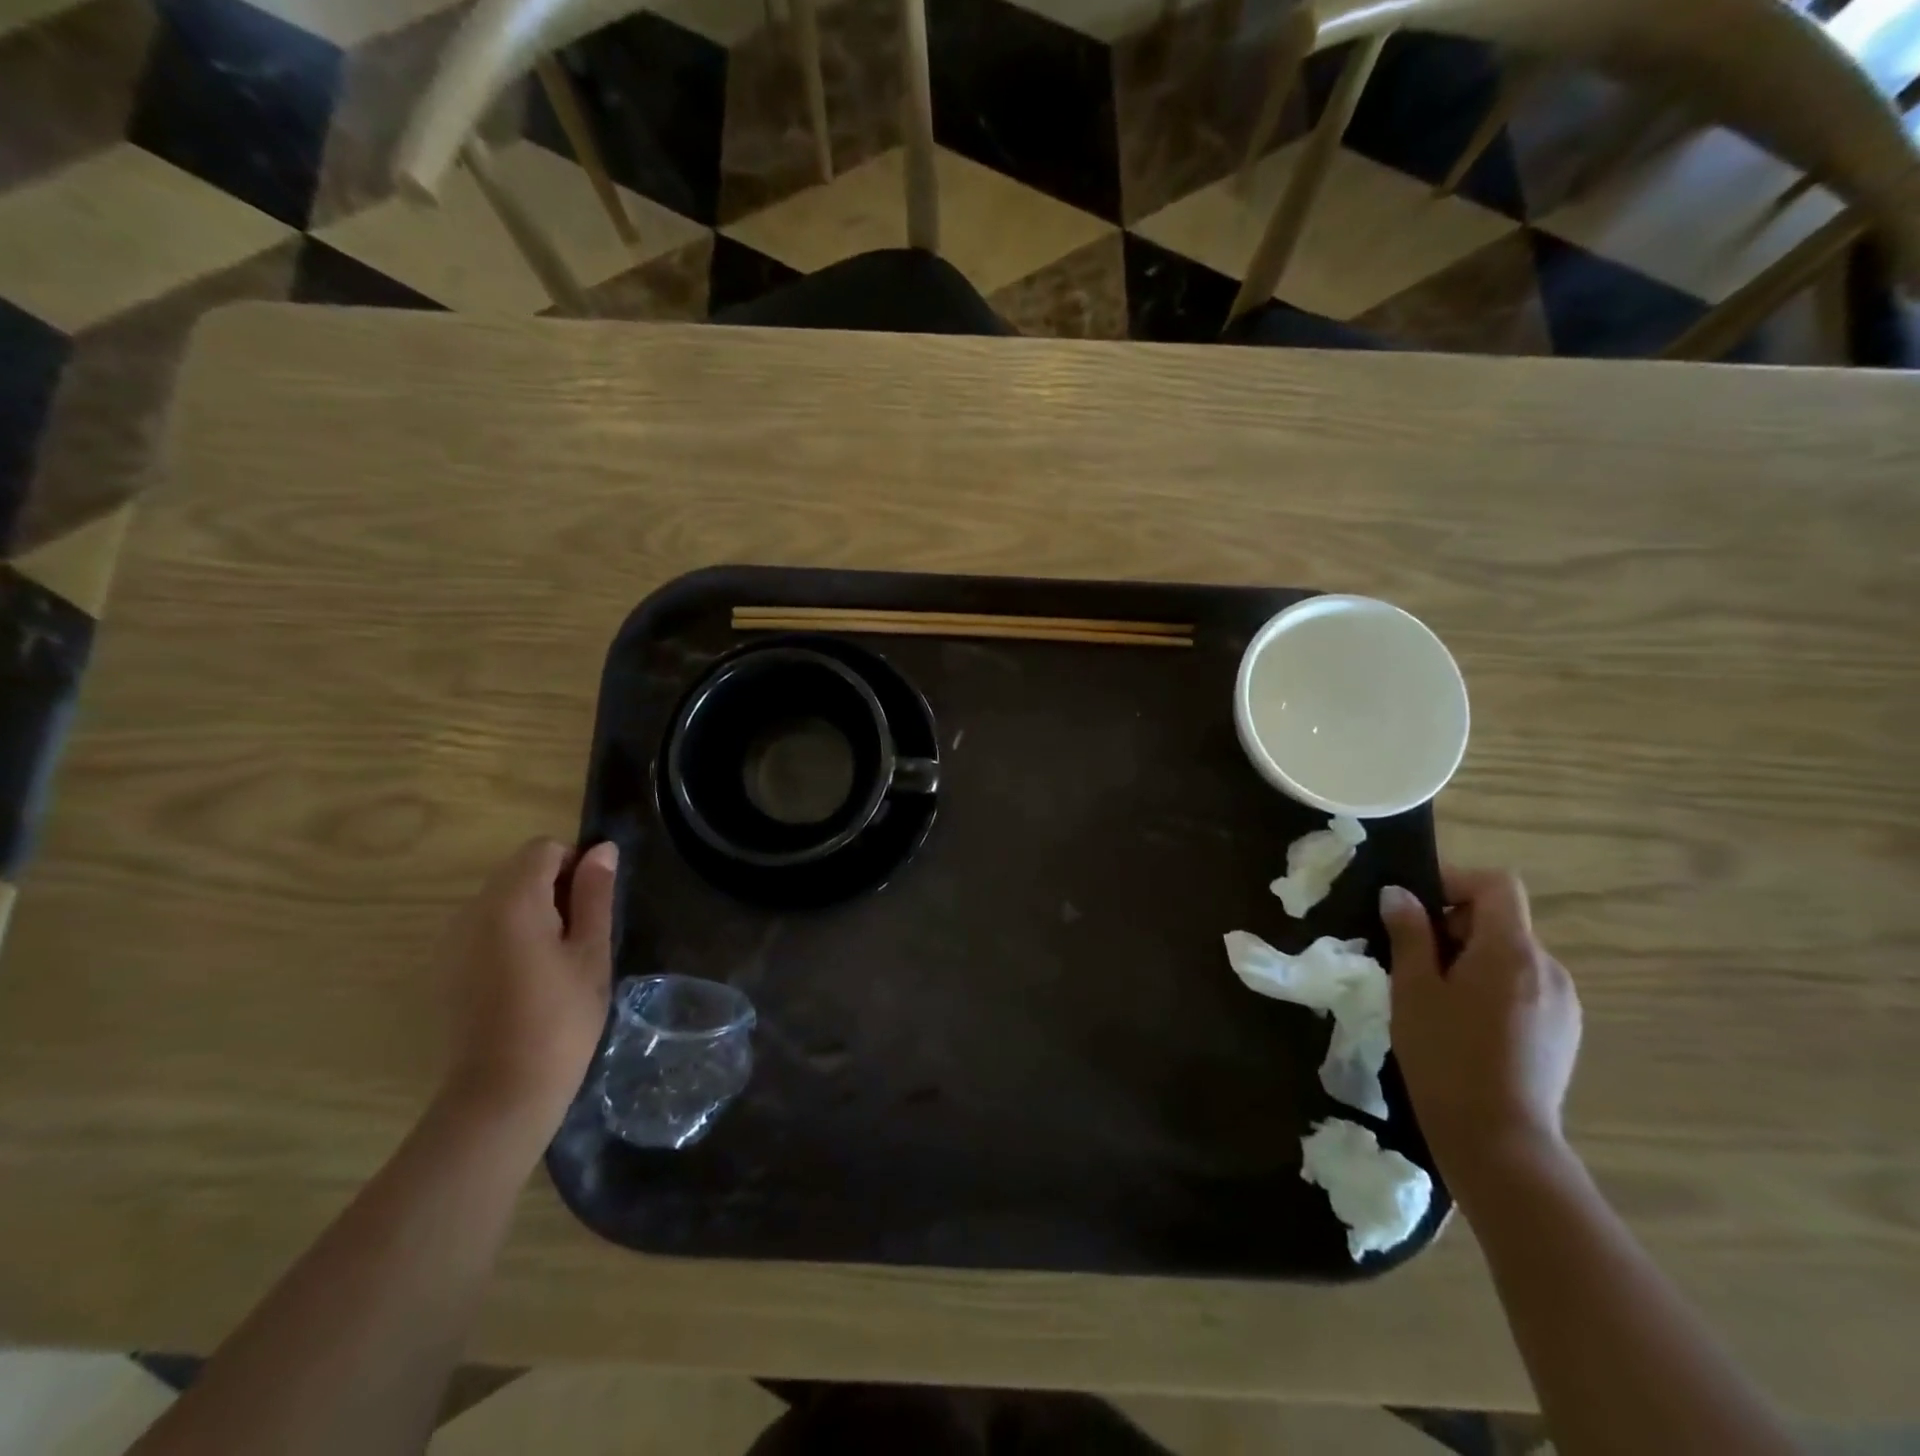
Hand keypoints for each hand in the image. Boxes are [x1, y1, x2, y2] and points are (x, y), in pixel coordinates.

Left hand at [438, 838, 618, 1132]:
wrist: (501, 1092)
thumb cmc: (561, 1018)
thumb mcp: (591, 952)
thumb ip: (595, 894)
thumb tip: (602, 849)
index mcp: (512, 902)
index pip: (543, 849)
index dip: (576, 865)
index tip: (593, 906)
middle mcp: (472, 911)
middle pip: (518, 871)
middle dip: (554, 888)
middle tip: (580, 936)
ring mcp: (452, 941)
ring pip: (501, 899)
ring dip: (532, 912)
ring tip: (556, 960)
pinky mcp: (445, 968)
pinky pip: (483, 928)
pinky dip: (509, 935)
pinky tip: (526, 978)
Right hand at [1379, 868, 1580, 1183]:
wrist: (1499, 1142)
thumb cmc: (1446, 1056)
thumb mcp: (1413, 989)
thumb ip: (1409, 934)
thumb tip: (1399, 894)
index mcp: (1512, 951)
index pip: (1496, 885)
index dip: (1454, 881)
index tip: (1414, 905)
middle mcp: (1548, 968)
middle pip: (1503, 920)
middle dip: (1455, 925)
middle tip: (1412, 956)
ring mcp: (1563, 1003)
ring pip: (1511, 956)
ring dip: (1472, 958)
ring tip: (1434, 994)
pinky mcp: (1564, 1033)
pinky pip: (1525, 987)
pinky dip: (1492, 986)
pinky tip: (1465, 1024)